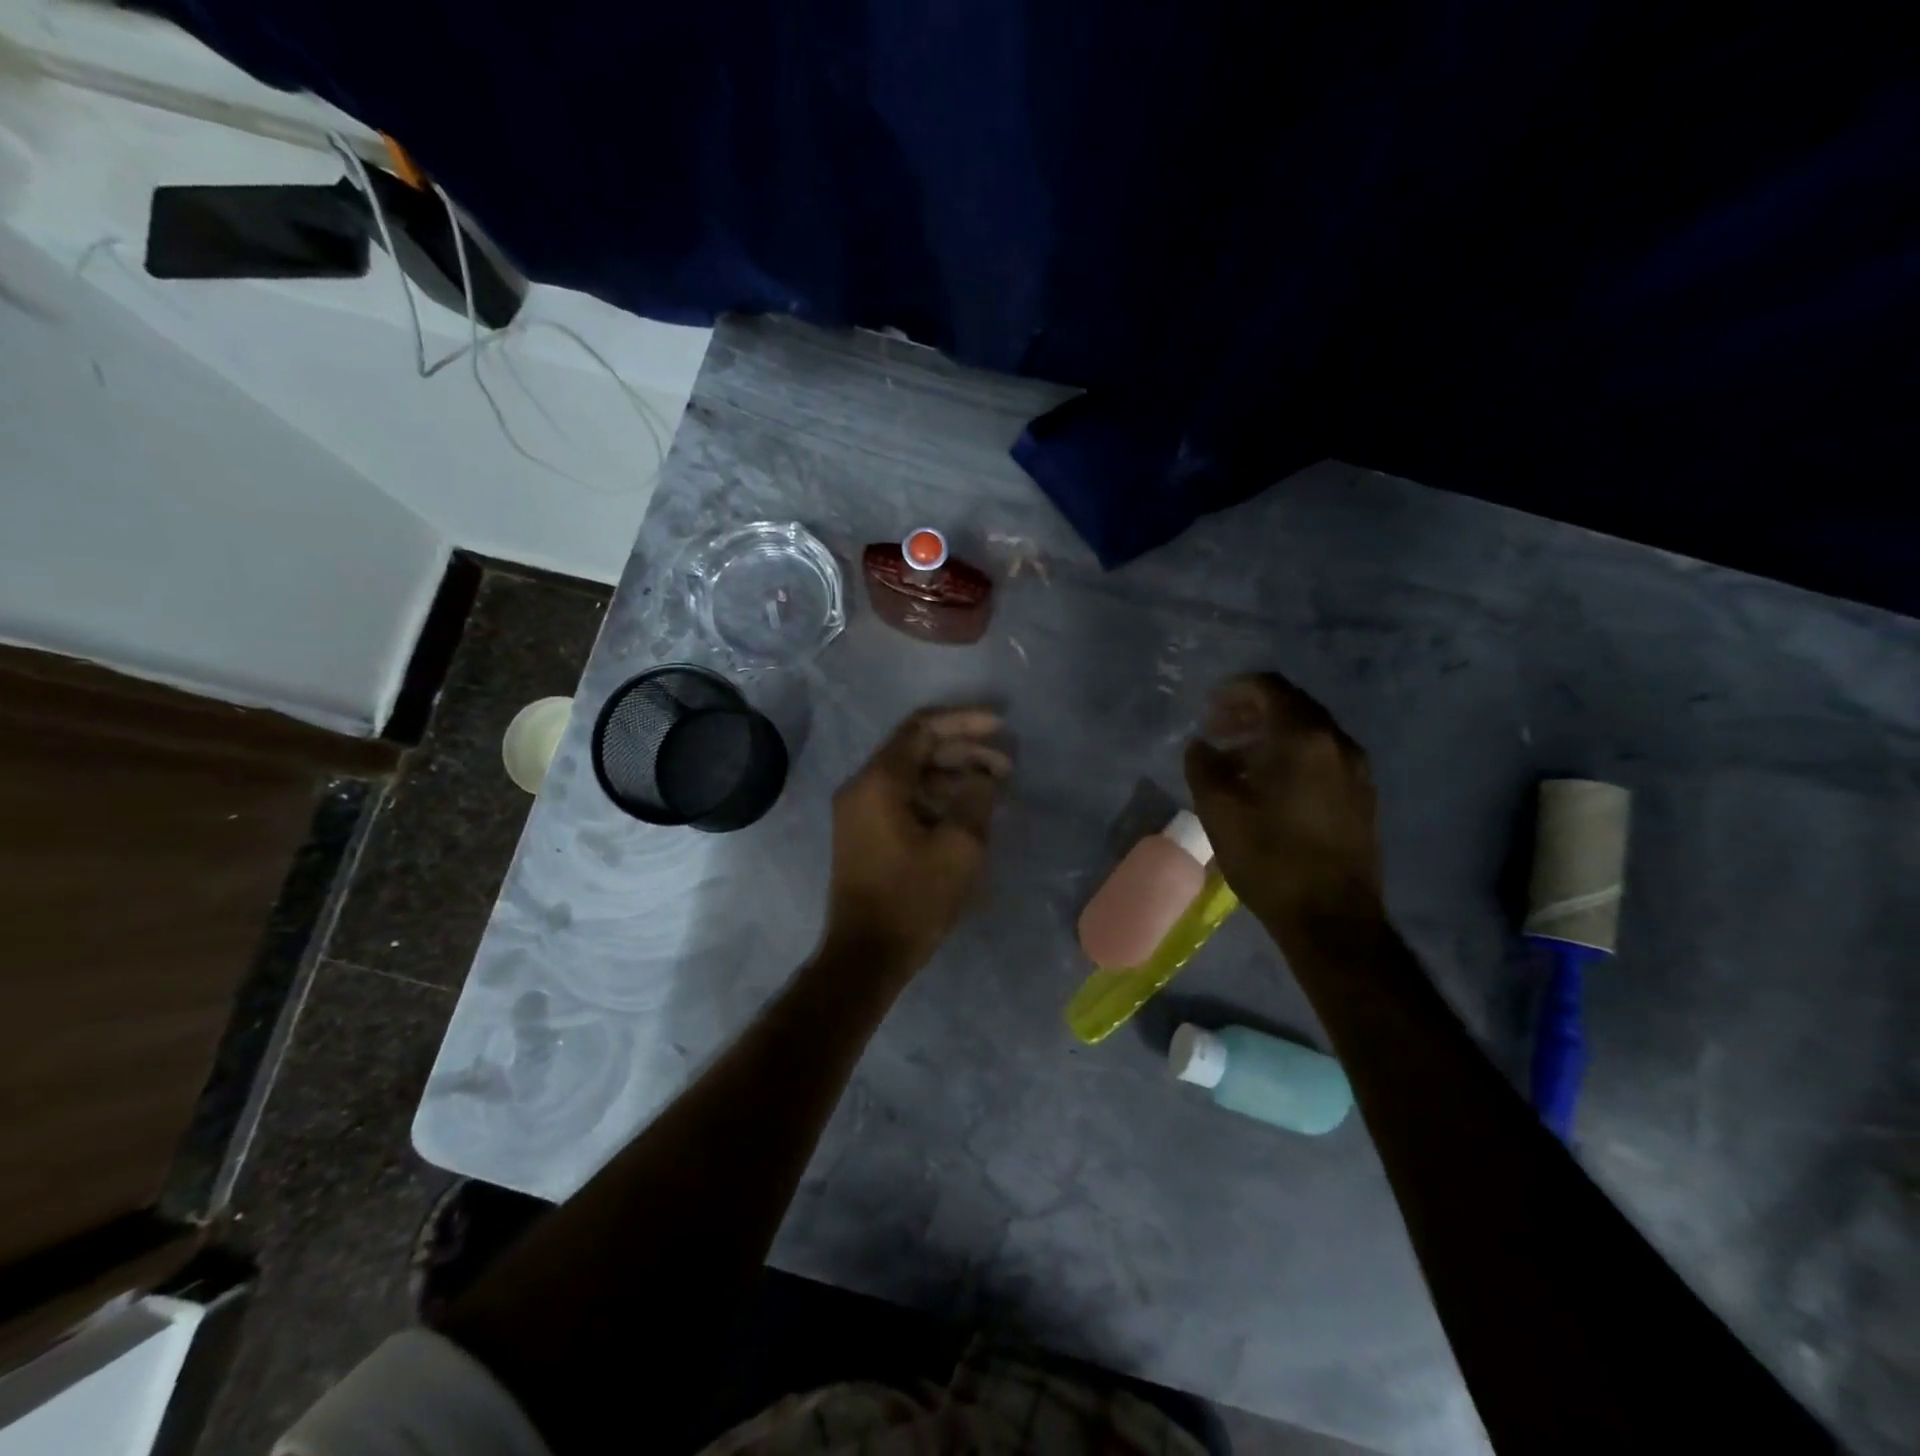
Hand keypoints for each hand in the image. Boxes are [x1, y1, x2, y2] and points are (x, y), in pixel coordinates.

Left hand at [821, 707, 1011, 976]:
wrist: (866, 955)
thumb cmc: (913, 899)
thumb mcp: (959, 847)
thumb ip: (976, 797)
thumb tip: (983, 774)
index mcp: (879, 781)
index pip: (923, 728)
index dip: (965, 721)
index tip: (1002, 725)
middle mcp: (862, 786)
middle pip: (917, 749)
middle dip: (965, 751)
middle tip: (1007, 765)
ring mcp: (859, 811)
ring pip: (912, 775)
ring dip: (953, 775)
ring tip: (995, 788)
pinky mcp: (865, 833)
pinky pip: (903, 798)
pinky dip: (936, 797)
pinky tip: (967, 811)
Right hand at [1184, 673, 1382, 940]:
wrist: (1332, 919)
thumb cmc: (1270, 859)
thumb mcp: (1219, 811)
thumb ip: (1203, 767)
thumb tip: (1201, 745)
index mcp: (1304, 739)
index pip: (1270, 689)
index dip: (1234, 691)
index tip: (1207, 709)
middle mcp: (1338, 744)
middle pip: (1292, 706)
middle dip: (1250, 711)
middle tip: (1217, 731)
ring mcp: (1356, 770)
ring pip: (1309, 732)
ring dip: (1270, 735)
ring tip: (1235, 761)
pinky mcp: (1362, 796)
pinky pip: (1323, 756)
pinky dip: (1291, 755)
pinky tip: (1268, 786)